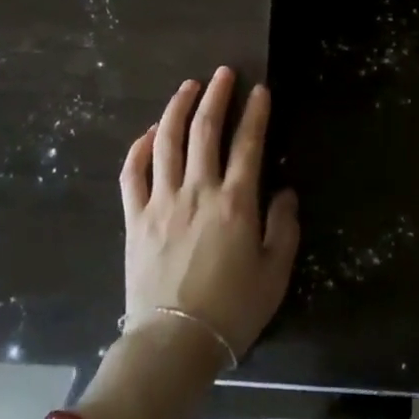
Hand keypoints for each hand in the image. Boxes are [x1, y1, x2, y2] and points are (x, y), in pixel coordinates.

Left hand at [118, 67, 299, 359]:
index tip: (260, 90)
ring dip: (177, 108)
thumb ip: (283, 228)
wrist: (173, 346)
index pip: (248, 144)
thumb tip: (285, 192)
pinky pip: (133, 173)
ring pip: (167, 141)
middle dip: (216, 95)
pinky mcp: (135, 217)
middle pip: (205, 130)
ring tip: (187, 86)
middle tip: (222, 73)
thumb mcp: (274, 275)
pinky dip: (140, 147)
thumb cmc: (232, 312)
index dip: (255, 113)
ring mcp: (161, 201)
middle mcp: (197, 191)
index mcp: (235, 203)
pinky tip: (150, 133)